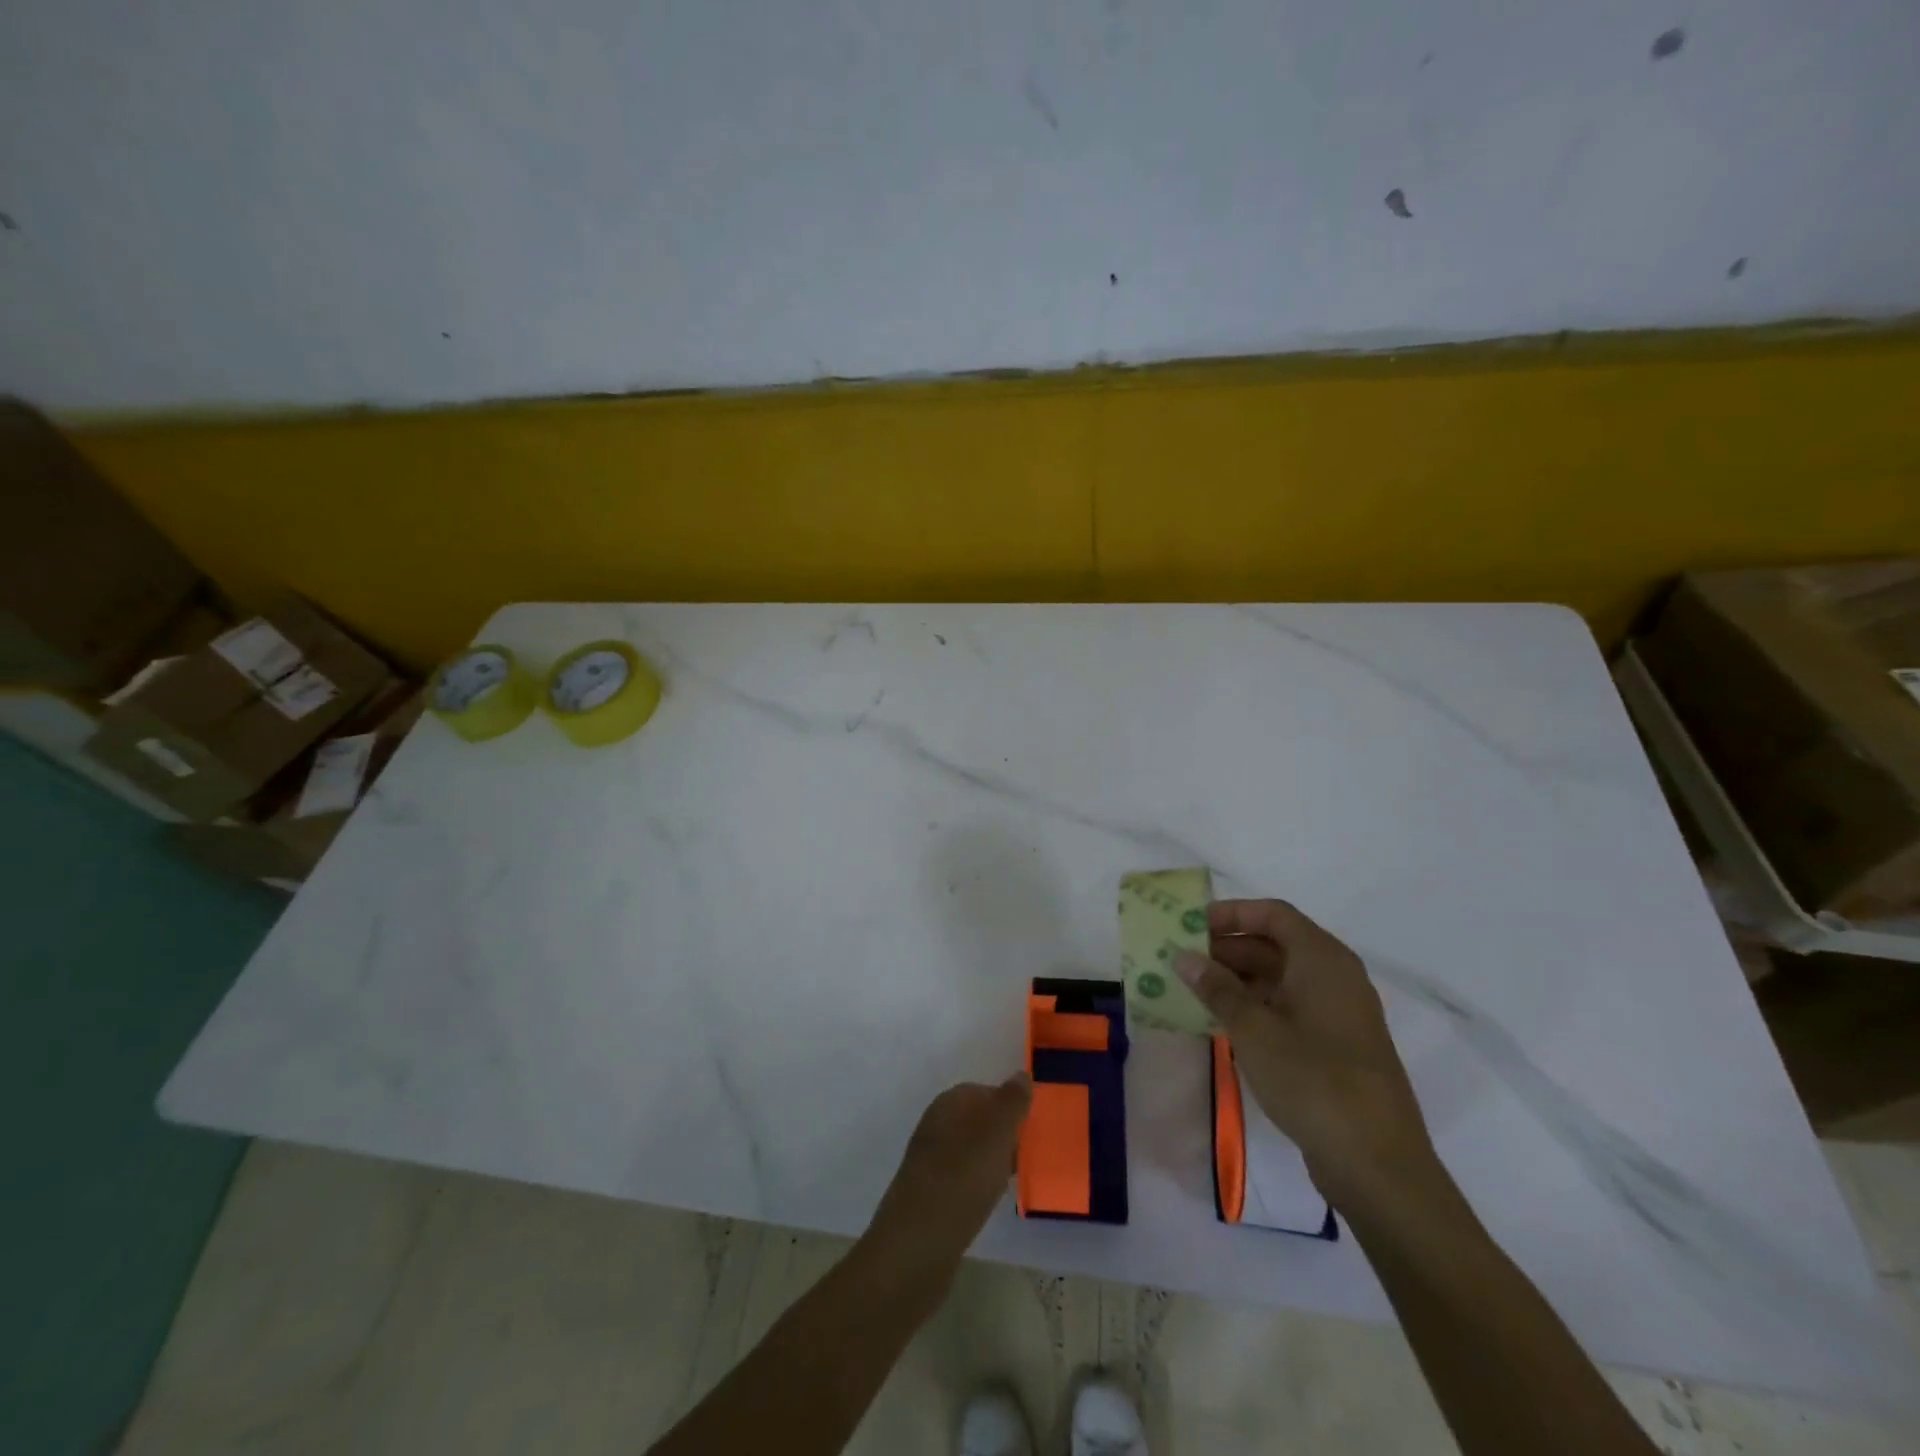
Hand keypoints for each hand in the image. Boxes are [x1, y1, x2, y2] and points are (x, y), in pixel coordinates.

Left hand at [862, 1074, 1031, 1298]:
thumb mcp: (995, 1135)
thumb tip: (1021, 1074)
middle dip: (1005, 1134)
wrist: (916, 1247)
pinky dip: (981, 1183)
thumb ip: (1011, 1102)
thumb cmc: (960, 1180)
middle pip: (978, 1120)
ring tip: (1017, 1177)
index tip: (1034, 1127)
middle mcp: (936, 1126)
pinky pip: (964, 1177)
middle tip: (1031, 1153)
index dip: (1010, 1106)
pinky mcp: (931, 1194)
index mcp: (948, 1105)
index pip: (984, 1091)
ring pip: (972, 1150)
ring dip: (994, 1160)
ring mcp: (930, 1161)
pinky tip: (993, 1199)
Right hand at [1177, 899, 1438, 1214]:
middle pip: (1275, 945)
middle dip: (1226, 948)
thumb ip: (1217, 988)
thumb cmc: (1314, 1080)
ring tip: (1191, 990)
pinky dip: (1254, 1007)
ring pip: (1280, 978)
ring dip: (1236, 980)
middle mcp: (1334, 977)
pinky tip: (1220, 1022)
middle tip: (1181, 959)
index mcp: (1323, 960)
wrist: (1377, 1164)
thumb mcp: (1254, 1030)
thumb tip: (1184, 956)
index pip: (1273, 914)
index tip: (1190, 925)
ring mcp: (1338, 1013)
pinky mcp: (1335, 1046)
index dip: (1231, 913)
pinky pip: (1288, 1008)